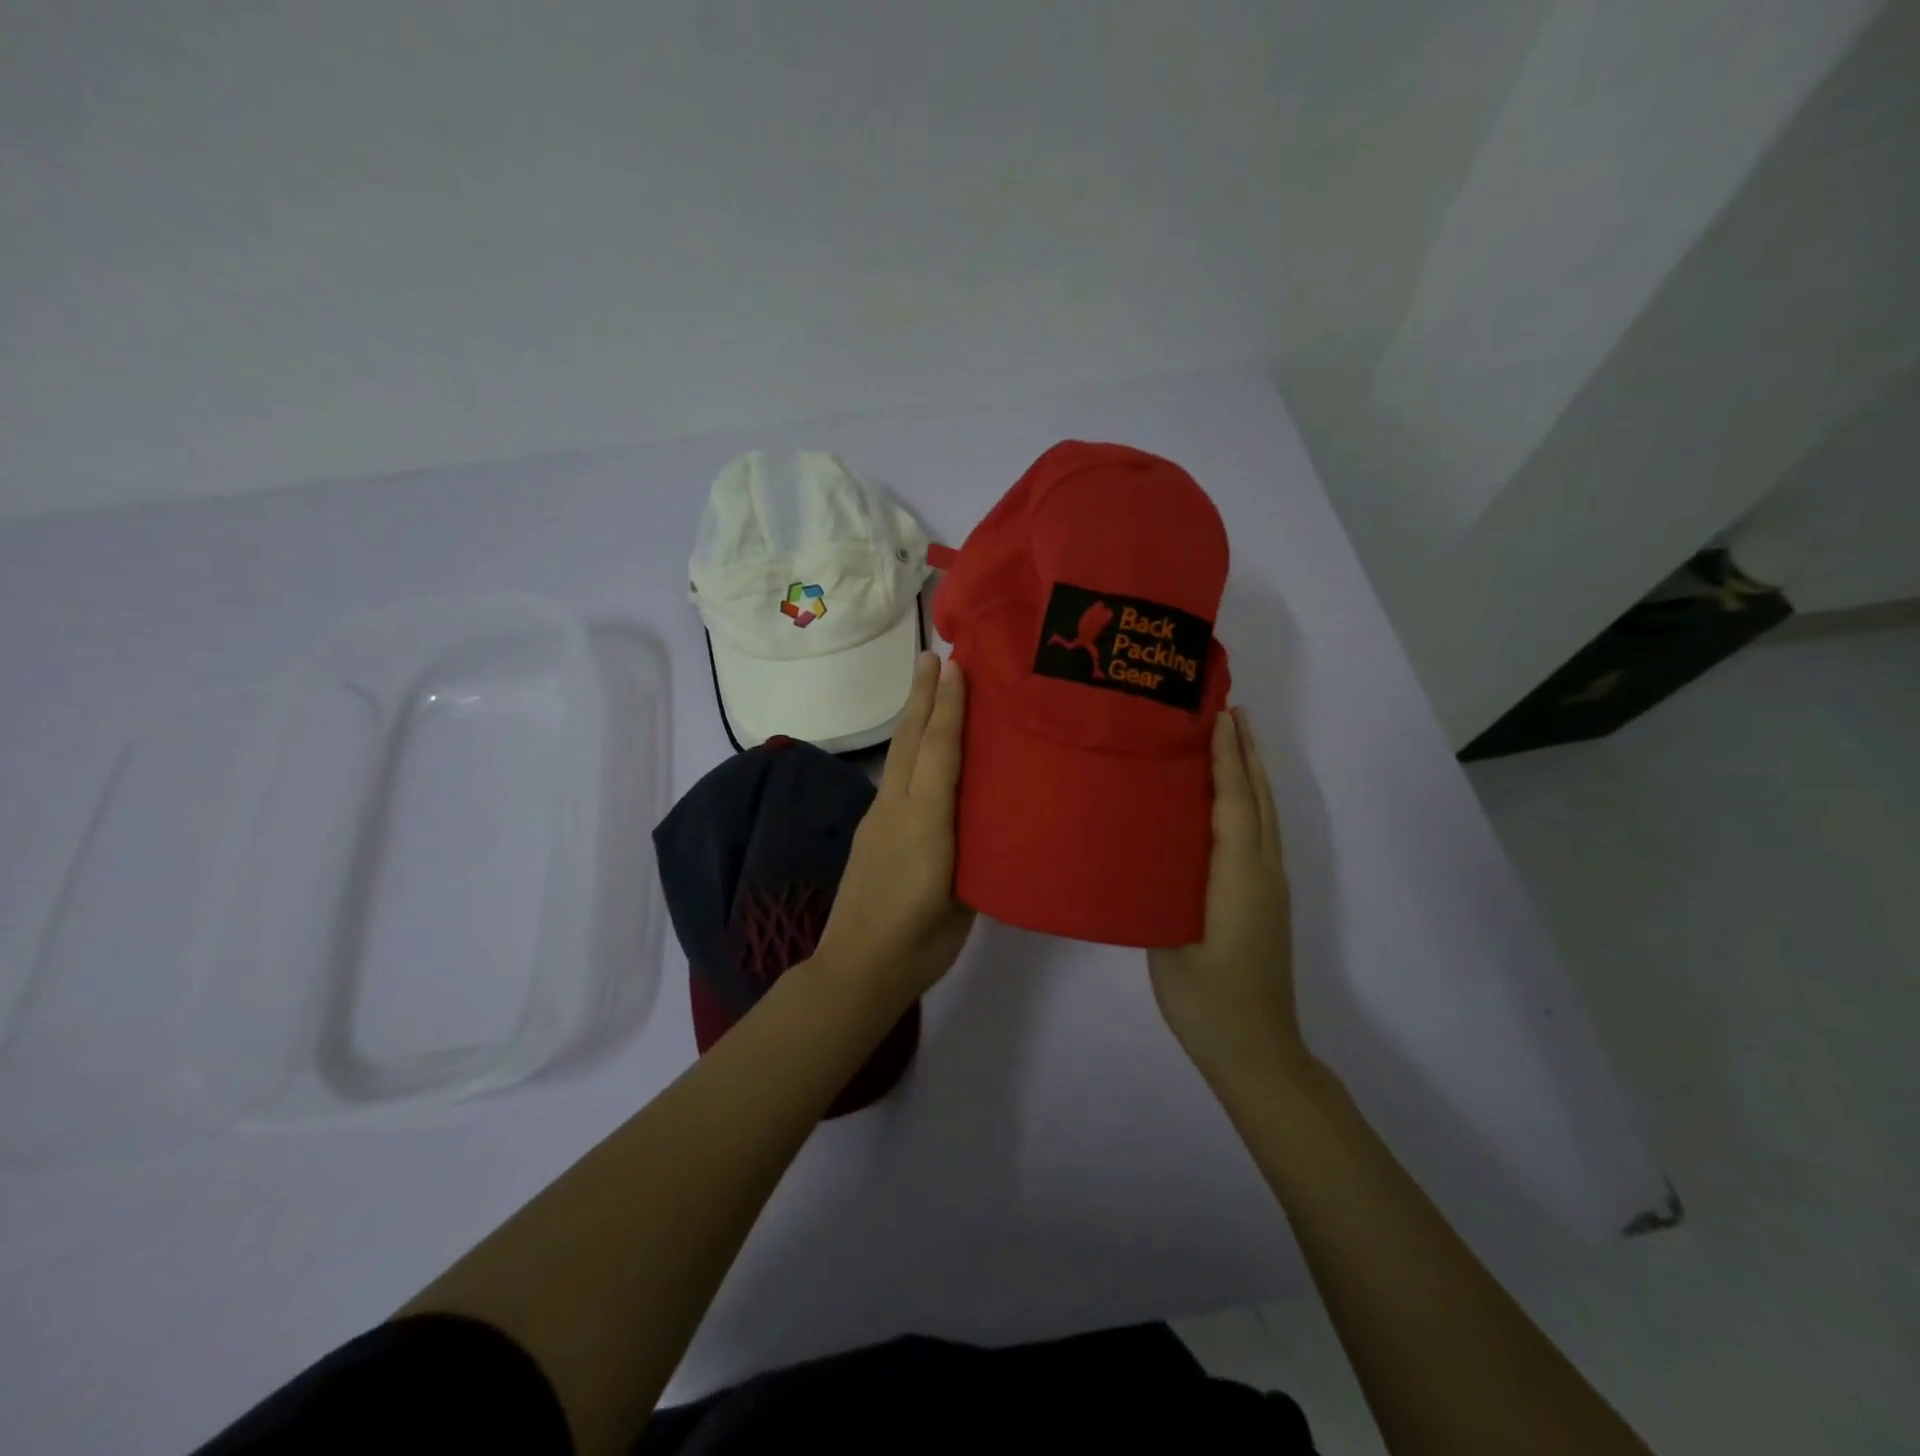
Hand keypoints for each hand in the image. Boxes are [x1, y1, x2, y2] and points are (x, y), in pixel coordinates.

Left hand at [813, 652, 975, 1010]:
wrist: (856, 969)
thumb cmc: (920, 942)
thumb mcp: (963, 899)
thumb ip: (975, 853)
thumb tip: (987, 822)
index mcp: (925, 823)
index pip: (939, 752)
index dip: (948, 707)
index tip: (954, 665)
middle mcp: (897, 809)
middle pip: (911, 740)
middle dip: (923, 695)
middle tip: (932, 654)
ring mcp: (878, 818)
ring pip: (900, 755)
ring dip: (914, 716)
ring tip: (928, 686)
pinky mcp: (869, 831)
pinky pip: (895, 777)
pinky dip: (910, 749)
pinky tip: (921, 749)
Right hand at [1149, 708, 1306, 1089]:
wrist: (1257, 1050)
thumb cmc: (1206, 1000)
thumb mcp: (1168, 943)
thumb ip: (1160, 890)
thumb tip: (1143, 848)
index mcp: (1238, 878)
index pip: (1234, 803)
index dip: (1227, 758)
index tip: (1220, 716)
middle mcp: (1262, 873)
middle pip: (1258, 800)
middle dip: (1246, 754)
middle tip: (1230, 711)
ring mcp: (1270, 887)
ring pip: (1265, 817)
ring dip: (1251, 775)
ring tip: (1235, 741)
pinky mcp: (1266, 900)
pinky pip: (1261, 835)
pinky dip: (1250, 804)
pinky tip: (1233, 802)